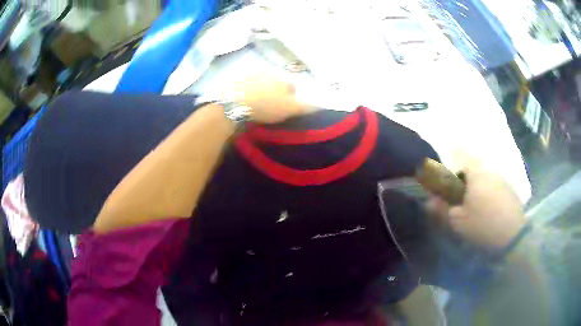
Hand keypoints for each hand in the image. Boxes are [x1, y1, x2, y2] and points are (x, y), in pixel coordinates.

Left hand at [230, 74, 312, 123]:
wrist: (235, 102)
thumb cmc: (266, 106)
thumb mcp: (290, 109)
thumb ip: (306, 106)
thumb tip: (321, 104)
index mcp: (284, 78)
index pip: (292, 87)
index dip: (290, 98)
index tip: (284, 109)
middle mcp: (271, 70)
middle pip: (277, 82)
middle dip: (276, 91)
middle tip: (270, 106)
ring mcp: (253, 72)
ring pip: (262, 80)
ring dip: (262, 88)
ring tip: (256, 102)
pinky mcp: (238, 76)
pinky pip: (247, 82)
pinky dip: (248, 88)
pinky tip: (245, 98)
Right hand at [428, 165, 525, 251]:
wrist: (512, 236)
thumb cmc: (483, 225)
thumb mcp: (458, 221)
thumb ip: (442, 209)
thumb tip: (429, 201)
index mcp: (476, 174)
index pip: (462, 157)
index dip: (453, 166)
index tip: (448, 179)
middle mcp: (490, 171)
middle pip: (475, 169)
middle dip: (466, 180)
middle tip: (461, 199)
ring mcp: (503, 180)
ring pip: (486, 178)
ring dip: (479, 188)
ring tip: (476, 207)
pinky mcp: (511, 190)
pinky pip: (496, 186)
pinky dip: (490, 194)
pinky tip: (489, 210)